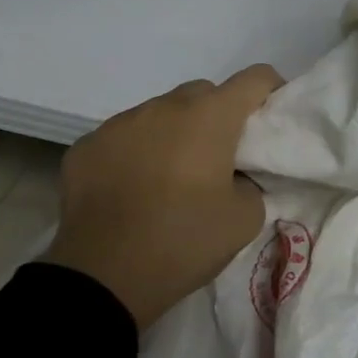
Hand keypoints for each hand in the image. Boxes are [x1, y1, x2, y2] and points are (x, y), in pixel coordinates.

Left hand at [38, 65, 282, 328]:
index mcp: (210, 117)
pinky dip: (134, 153)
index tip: (271, 116)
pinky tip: (130, 189)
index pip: (254, 78)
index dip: (270, 90)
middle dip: (217, 115)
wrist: (102, 278)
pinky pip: (122, 137)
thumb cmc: (184, 242)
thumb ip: (251, 184)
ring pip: (159, 113)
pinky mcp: (87, 146)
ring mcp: (119, 123)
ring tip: (169, 176)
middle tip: (219, 156)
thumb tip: (236, 178)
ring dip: (173, 133)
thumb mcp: (245, 219)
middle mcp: (164, 107)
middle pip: (203, 93)